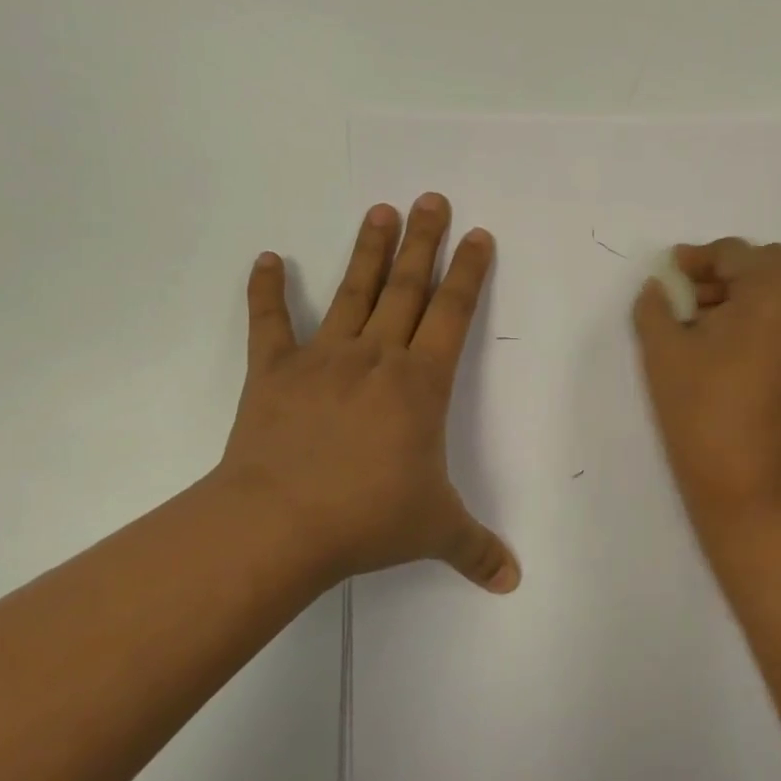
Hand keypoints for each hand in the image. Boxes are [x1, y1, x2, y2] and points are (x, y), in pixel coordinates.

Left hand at [215, 196, 520, 593]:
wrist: (279, 525)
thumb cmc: (367, 517)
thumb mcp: (435, 531)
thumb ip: (477, 549)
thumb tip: (514, 581)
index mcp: (421, 384)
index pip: (453, 314)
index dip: (468, 273)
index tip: (477, 235)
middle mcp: (377, 358)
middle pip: (407, 288)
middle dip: (424, 242)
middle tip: (431, 198)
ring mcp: (323, 360)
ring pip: (353, 293)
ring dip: (368, 251)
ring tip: (380, 210)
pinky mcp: (274, 372)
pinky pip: (269, 324)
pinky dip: (266, 291)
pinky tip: (266, 258)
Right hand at [631, 239, 780, 531]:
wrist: (754, 492)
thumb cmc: (703, 414)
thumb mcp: (663, 353)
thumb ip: (655, 306)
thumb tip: (660, 286)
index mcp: (778, 292)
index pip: (736, 254)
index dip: (697, 260)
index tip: (669, 273)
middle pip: (769, 268)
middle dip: (726, 276)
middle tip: (688, 300)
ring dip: (747, 298)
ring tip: (705, 327)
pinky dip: (767, 323)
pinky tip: (732, 351)